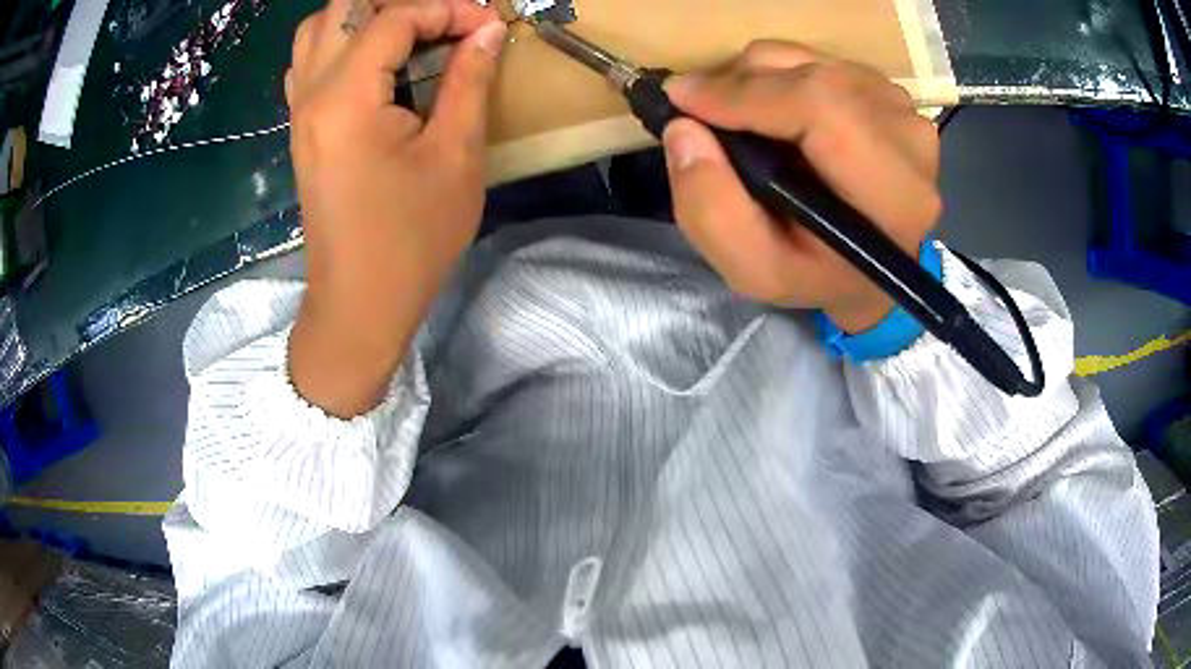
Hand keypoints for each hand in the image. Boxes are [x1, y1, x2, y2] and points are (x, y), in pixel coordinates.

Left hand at [286, 0, 505, 416]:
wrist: (359, 303)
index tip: (488, 26)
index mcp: (346, 98)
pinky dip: (341, 45)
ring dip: (364, 18)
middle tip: (442, 24)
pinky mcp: (300, 130)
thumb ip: (470, 81)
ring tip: (409, 35)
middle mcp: (311, 94)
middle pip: (342, 9)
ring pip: (317, 31)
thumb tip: (488, 31)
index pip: (393, 18)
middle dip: (398, 4)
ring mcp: (299, 112)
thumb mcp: (454, 156)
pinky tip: (375, 65)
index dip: (448, 9)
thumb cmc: (411, 239)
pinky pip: (309, 63)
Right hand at [661, 41, 941, 332]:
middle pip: (814, 74)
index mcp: (893, 195)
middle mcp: (910, 141)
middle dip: (741, 81)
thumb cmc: (816, 274)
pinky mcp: (892, 93)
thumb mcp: (755, 270)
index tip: (684, 99)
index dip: (746, 93)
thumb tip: (683, 130)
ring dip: (759, 77)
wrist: (868, 267)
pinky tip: (776, 112)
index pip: (821, 107)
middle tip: (701, 109)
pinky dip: (782, 75)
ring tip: (739, 117)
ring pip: (813, 59)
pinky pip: (822, 59)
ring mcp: (905, 110)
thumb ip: (711, 211)